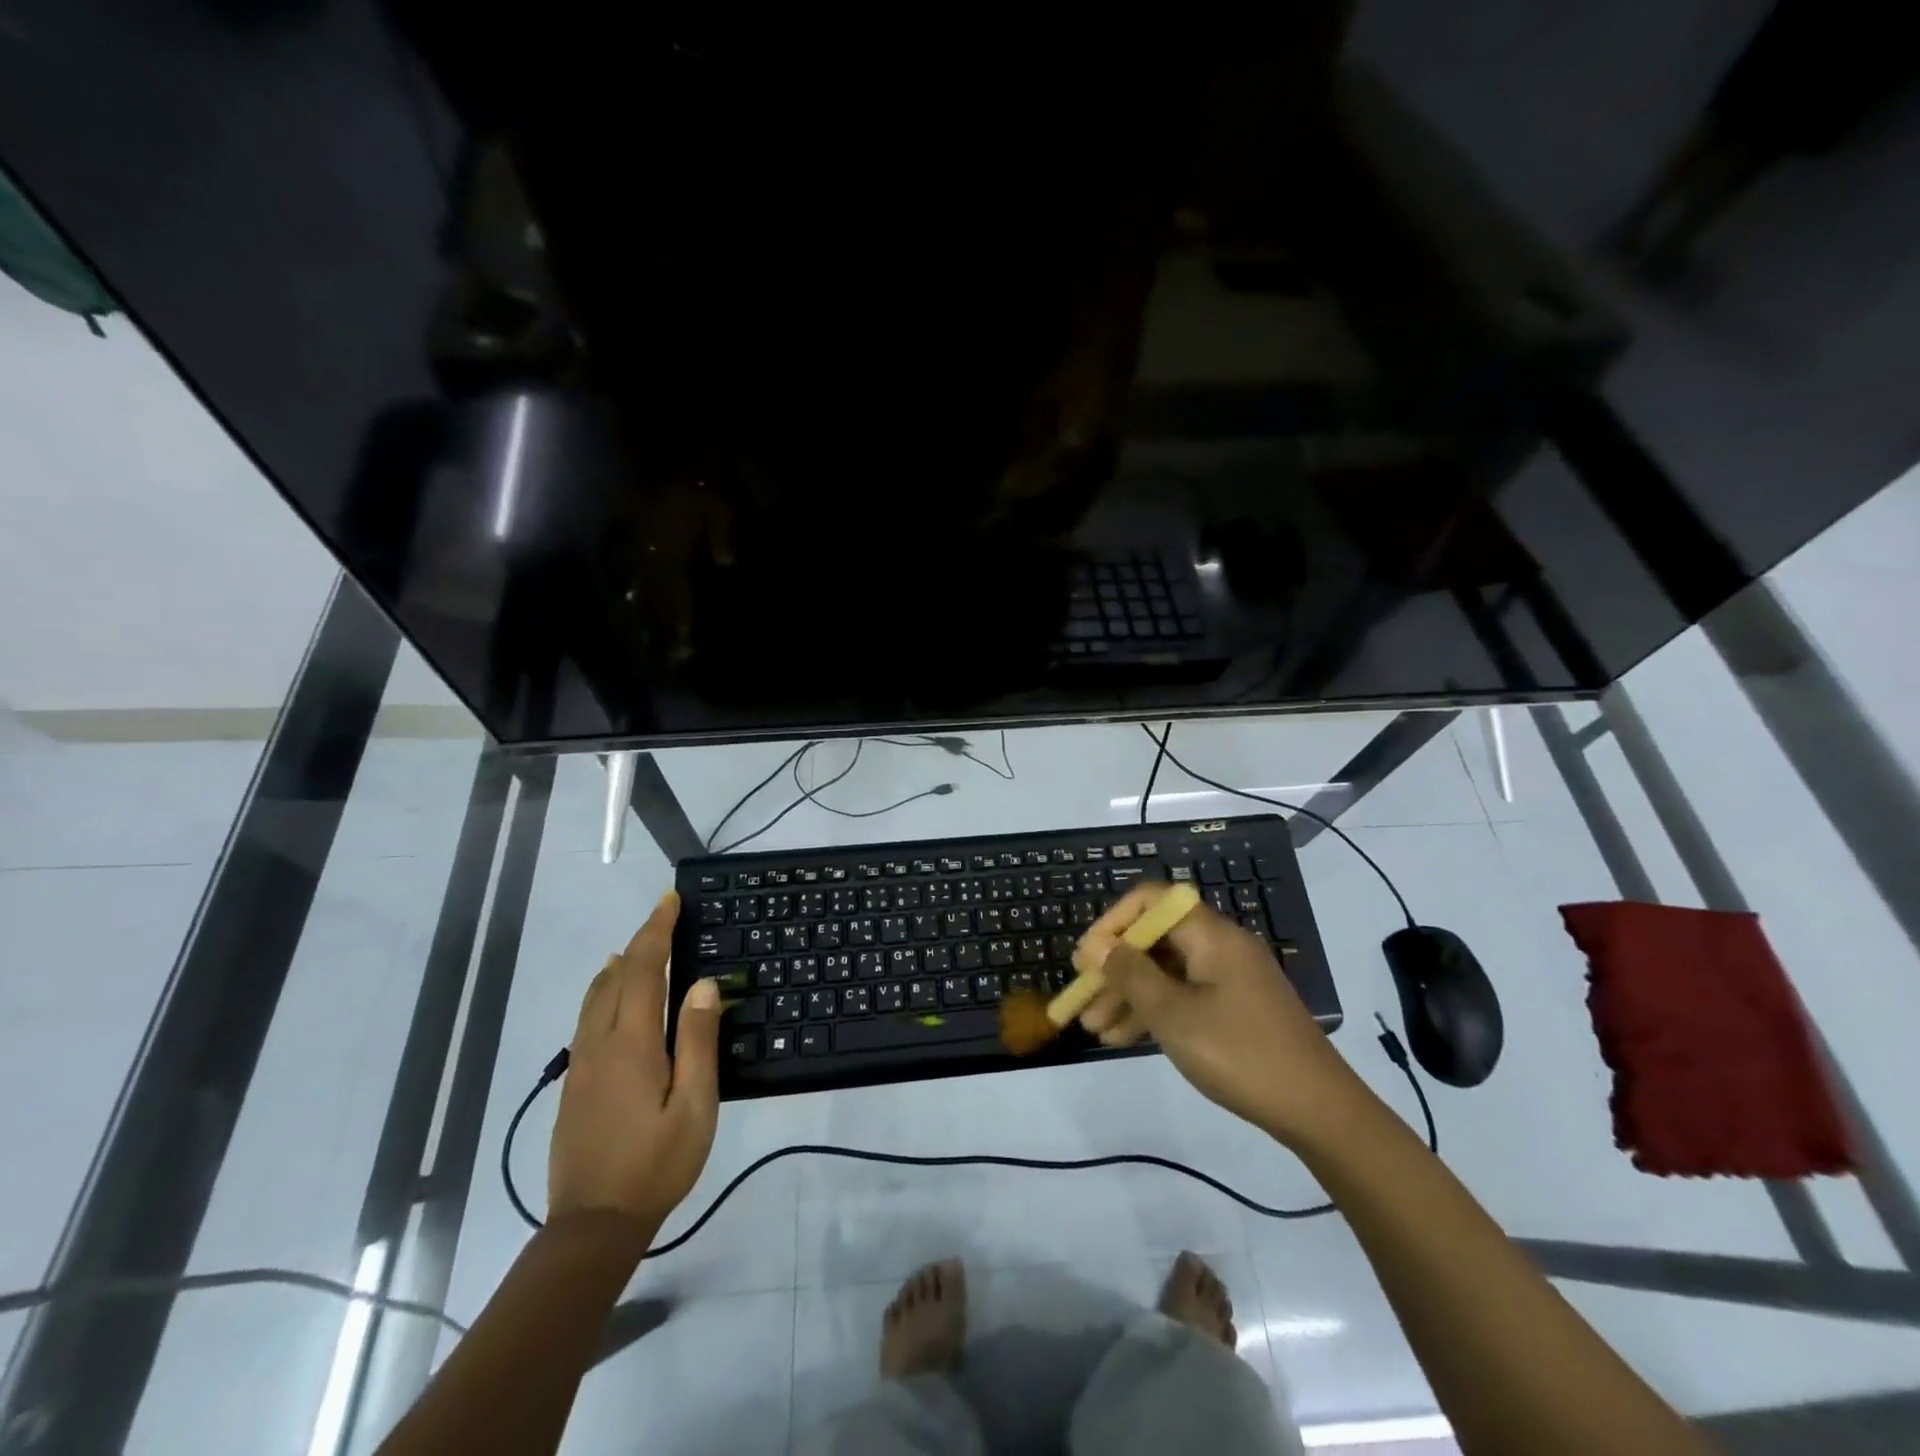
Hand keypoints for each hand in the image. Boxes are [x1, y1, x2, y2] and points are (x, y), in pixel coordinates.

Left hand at [549, 891, 721, 1231]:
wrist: (592, 1225)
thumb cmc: (656, 1163)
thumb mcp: (695, 1105)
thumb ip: (697, 1041)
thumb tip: (701, 985)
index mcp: (632, 1043)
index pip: (642, 969)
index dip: (656, 931)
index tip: (670, 901)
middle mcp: (600, 1043)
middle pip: (615, 976)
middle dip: (640, 940)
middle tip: (664, 915)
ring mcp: (581, 1064)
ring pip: (594, 997)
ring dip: (618, 964)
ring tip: (637, 947)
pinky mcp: (574, 1084)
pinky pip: (588, 1018)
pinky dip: (603, 991)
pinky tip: (611, 998)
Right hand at [1075, 882, 1364, 1144]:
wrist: (1319, 1111)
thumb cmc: (1239, 1052)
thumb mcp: (1174, 1014)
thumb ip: (1131, 974)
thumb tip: (1097, 945)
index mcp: (1210, 934)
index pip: (1151, 901)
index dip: (1113, 922)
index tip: (1087, 958)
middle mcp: (1220, 946)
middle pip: (1155, 940)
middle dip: (1115, 969)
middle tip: (1083, 999)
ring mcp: (1229, 979)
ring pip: (1166, 973)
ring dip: (1129, 996)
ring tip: (1095, 1029)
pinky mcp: (1235, 1008)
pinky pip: (1184, 996)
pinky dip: (1154, 1012)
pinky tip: (1124, 1039)